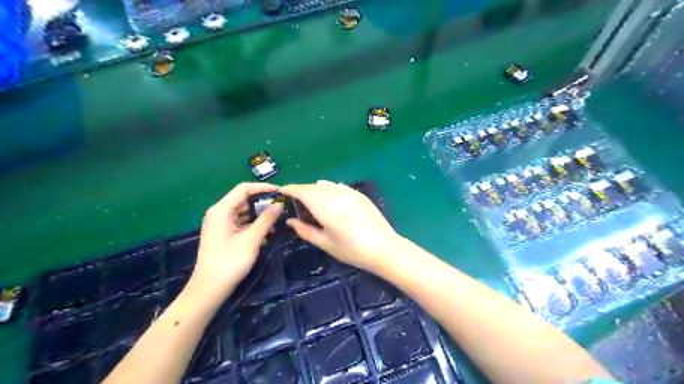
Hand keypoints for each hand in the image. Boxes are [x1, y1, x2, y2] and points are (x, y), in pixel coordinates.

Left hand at [189, 182, 283, 294]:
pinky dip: (254, 224)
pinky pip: (242, 222)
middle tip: (282, 206)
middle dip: (263, 202)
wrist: (210, 289)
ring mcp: (221, 224)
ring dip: (260, 214)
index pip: (243, 189)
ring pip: (244, 212)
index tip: (280, 192)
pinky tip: (268, 232)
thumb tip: (279, 204)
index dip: (263, 188)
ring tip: (279, 219)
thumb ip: (266, 220)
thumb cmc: (229, 262)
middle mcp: (220, 213)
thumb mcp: (251, 239)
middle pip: (244, 199)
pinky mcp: (225, 234)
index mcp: (221, 210)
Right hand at [279, 179, 398, 272]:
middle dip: (302, 190)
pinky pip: (339, 186)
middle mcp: (335, 194)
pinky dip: (330, 190)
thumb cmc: (351, 250)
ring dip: (316, 189)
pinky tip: (332, 201)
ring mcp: (349, 192)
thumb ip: (305, 230)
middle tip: (296, 200)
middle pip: (313, 186)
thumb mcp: (325, 243)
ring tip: (314, 202)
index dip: (291, 189)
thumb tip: (290, 221)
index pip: (303, 191)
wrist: (383, 247)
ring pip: (326, 184)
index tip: (282, 190)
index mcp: (324, 206)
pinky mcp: (359, 194)